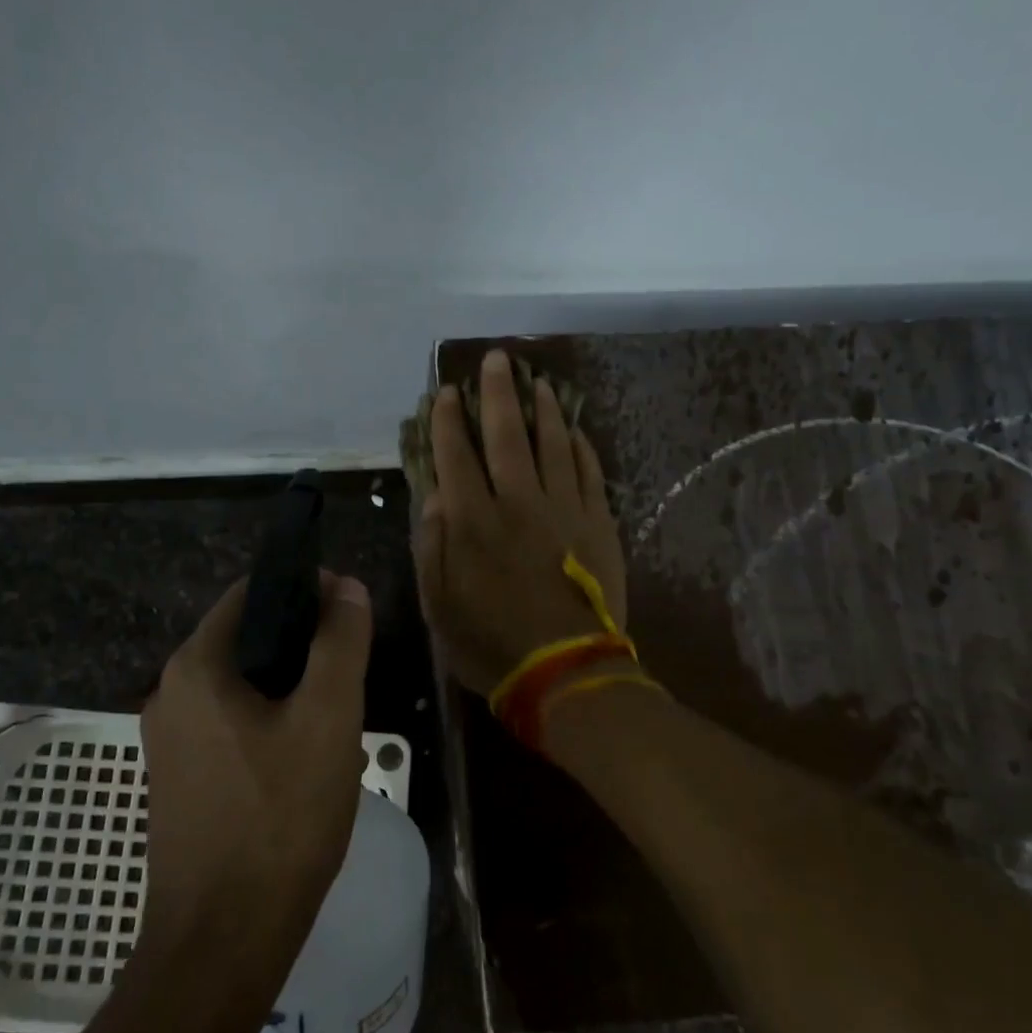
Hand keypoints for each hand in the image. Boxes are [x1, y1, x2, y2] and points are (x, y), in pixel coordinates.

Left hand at [139, 572, 372, 963]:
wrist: (222, 945)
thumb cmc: (280, 819)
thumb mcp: (327, 718)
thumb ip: (339, 642)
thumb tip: (347, 587)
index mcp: (196, 666)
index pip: (252, 592)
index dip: (305, 589)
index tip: (350, 611)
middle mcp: (170, 692)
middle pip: (246, 638)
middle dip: (302, 643)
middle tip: (351, 670)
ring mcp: (170, 739)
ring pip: (242, 684)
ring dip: (289, 685)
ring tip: (337, 713)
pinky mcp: (179, 778)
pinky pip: (230, 723)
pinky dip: (269, 720)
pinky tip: (306, 755)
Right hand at [413, 346, 627, 694]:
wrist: (566, 672)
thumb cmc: (491, 644)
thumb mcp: (439, 605)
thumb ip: (432, 545)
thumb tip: (435, 495)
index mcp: (473, 522)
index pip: (456, 456)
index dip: (447, 420)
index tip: (444, 392)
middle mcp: (518, 502)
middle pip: (506, 434)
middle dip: (497, 393)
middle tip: (496, 360)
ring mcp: (564, 509)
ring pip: (553, 444)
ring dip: (544, 409)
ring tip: (538, 381)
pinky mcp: (599, 523)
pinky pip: (591, 473)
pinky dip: (582, 447)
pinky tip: (576, 430)